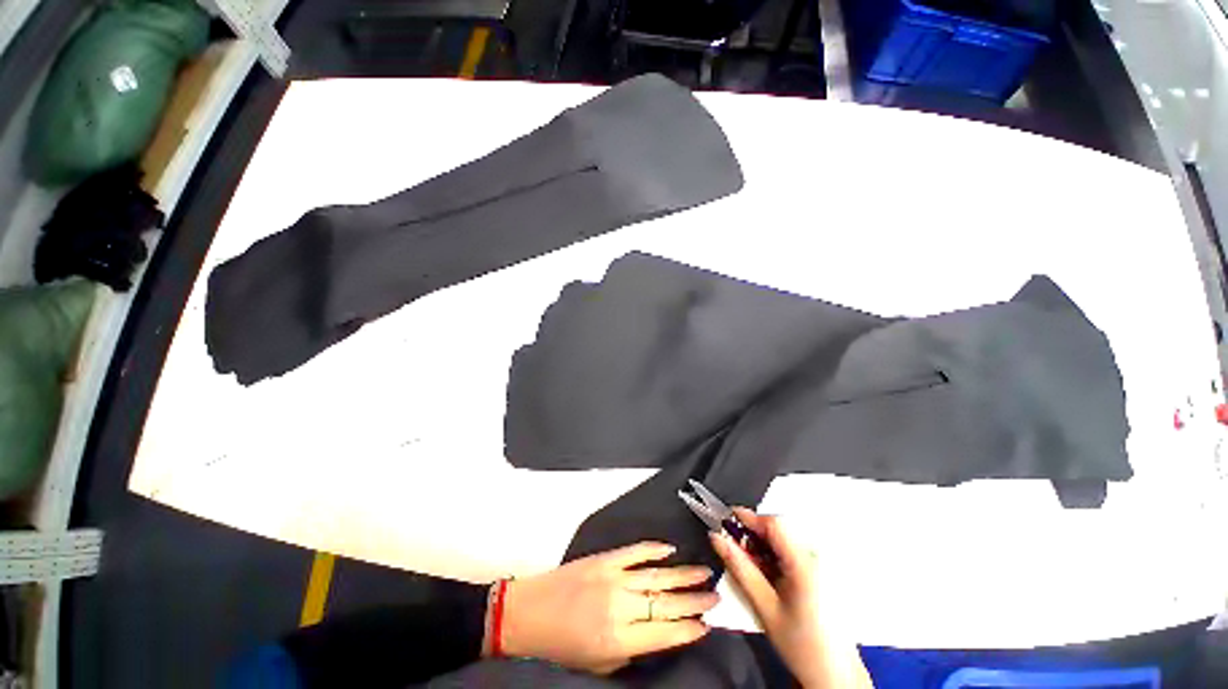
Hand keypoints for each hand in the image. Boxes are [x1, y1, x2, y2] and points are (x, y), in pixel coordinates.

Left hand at [492, 542, 717, 673]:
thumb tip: (657, 635)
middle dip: (694, 600)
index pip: (664, 632)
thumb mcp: (599, 664)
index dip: (688, 629)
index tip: (707, 624)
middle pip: (666, 602)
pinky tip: (670, 549)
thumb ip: (631, 651)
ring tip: (705, 573)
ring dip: (683, 574)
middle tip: (716, 595)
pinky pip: (634, 552)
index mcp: (619, 638)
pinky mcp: (604, 559)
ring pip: (656, 575)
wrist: (530, 613)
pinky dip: (654, 549)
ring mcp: (613, 577)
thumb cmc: (562, 646)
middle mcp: (621, 606)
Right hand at [711, 509, 872, 688]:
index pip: (774, 523)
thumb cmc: (801, 646)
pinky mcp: (824, 572)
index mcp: (805, 564)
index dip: (749, 517)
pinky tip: (769, 574)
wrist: (836, 676)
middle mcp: (817, 558)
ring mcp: (824, 564)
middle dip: (754, 534)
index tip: (728, 519)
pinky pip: (794, 551)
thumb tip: (717, 538)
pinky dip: (777, 555)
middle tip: (735, 549)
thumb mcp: (764, 606)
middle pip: (780, 529)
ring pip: (785, 539)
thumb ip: (739, 567)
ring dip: (764, 545)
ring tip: (752, 566)